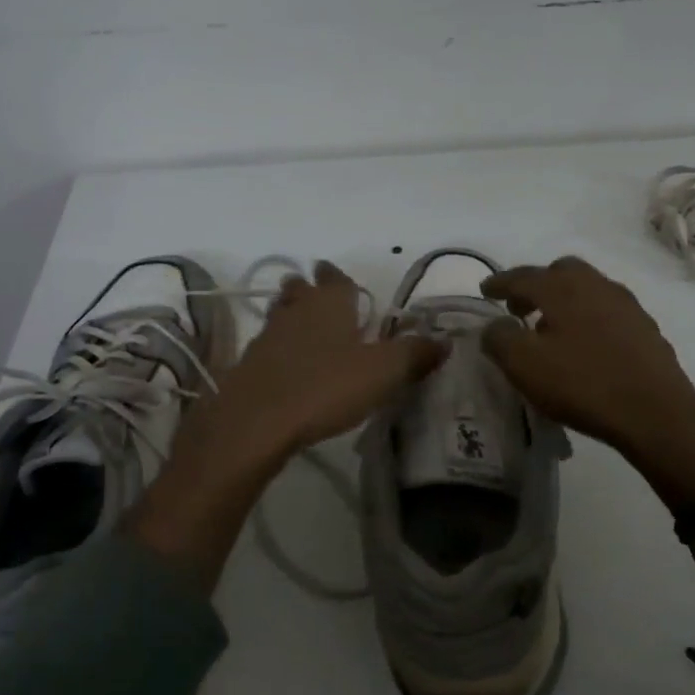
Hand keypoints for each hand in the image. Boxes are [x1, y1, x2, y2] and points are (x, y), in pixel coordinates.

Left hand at [186, 261, 446, 468]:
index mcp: (330, 304)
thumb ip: (415, 354)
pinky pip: (268, 345)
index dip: (338, 276)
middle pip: (300, 290)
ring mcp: (268, 336)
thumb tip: (444, 340)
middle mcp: (297, 311)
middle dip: (308, 289)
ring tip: (300, 322)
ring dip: (289, 313)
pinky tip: (285, 363)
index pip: (335, 278)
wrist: (257, 421)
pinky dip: (278, 347)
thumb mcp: (384, 372)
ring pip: (280, 313)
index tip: (334, 273)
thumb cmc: (326, 387)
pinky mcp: (249, 365)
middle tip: (314, 292)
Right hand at [481, 257, 694, 503]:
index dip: (499, 283)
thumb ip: (499, 338)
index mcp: (563, 287)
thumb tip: (495, 326)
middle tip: (519, 310)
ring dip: (563, 301)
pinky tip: (584, 346)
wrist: (656, 412)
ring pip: (586, 290)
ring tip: (550, 330)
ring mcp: (626, 305)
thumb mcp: (524, 364)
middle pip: (560, 272)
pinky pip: (606, 311)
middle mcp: (596, 285)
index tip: (485, 290)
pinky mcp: (645, 328)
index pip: (522, 276)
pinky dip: (587, 318)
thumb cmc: (582, 383)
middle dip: (536, 286)